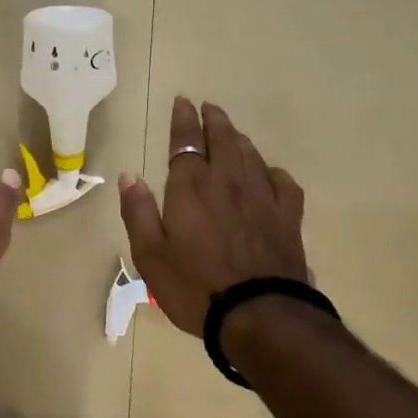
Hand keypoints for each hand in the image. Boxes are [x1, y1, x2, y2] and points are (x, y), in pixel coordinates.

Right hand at [117, 97, 310, 336]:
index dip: (184, 120)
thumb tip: (129, 176)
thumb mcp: (150, 255)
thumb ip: (138, 212)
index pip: (187, 142)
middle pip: (223, 140)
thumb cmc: (195, 287)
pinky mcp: (288, 219)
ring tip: (231, 132)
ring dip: (239, 139)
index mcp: (191, 188)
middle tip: (208, 107)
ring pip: (251, 155)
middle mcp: (228, 182)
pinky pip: (283, 183)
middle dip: (214, 120)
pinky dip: (272, 172)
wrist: (260, 316)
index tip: (183, 102)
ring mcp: (262, 198)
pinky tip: (268, 174)